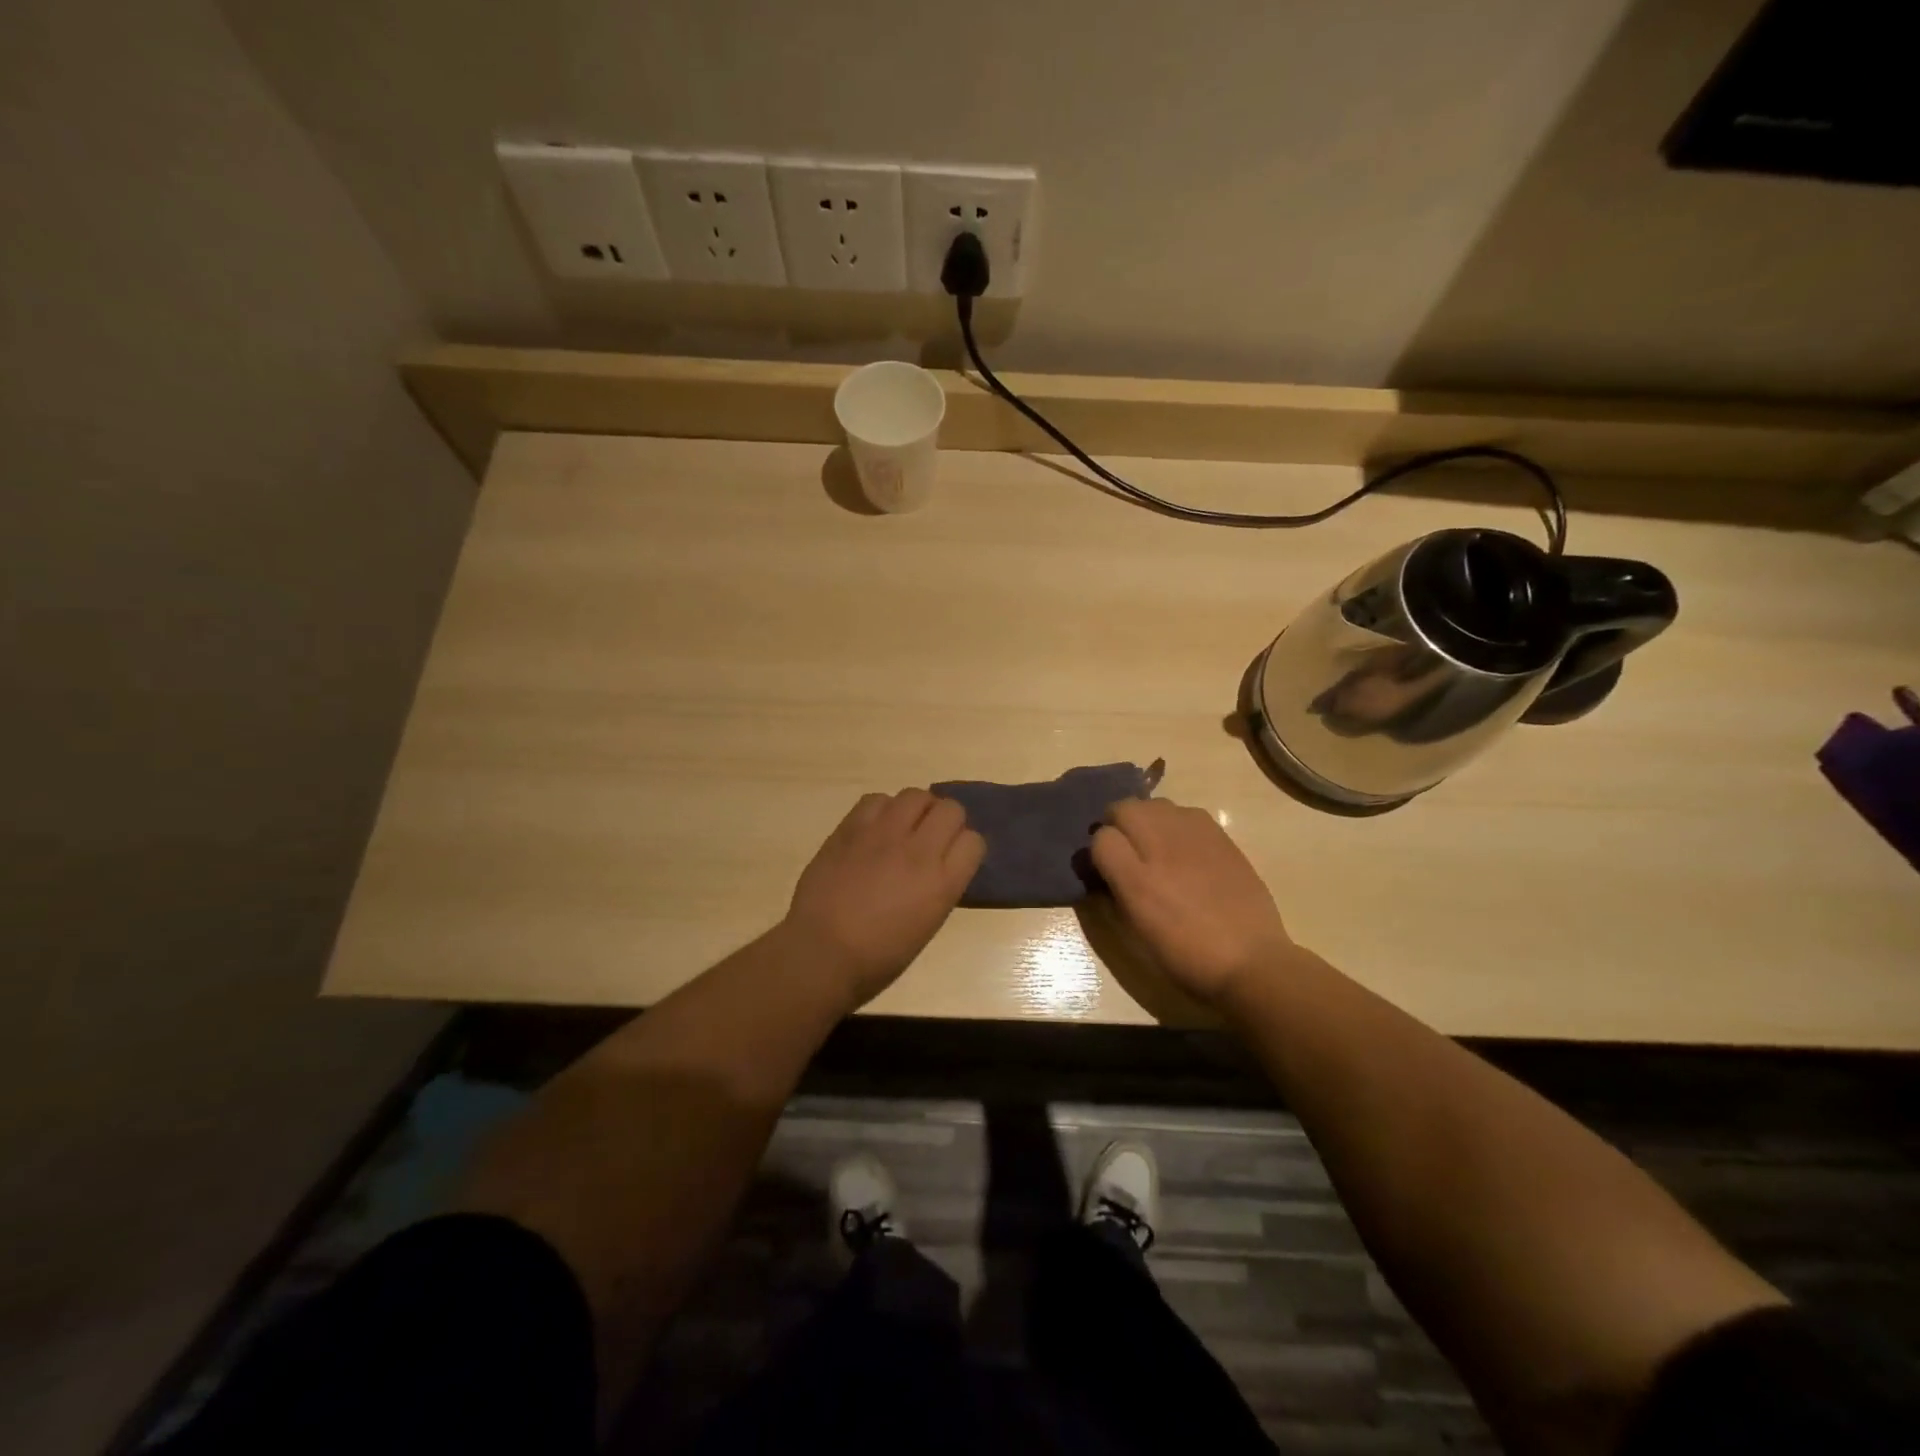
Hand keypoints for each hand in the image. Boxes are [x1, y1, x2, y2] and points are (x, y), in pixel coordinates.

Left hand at [783, 789, 984, 1010]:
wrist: (822, 952)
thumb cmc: (878, 957)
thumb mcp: (927, 924)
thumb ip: (939, 886)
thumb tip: (939, 865)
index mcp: (943, 883)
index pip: (974, 841)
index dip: (964, 847)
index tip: (953, 857)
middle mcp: (919, 851)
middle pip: (950, 809)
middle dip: (945, 821)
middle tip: (930, 837)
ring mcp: (884, 835)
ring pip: (915, 795)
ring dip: (916, 809)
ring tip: (903, 827)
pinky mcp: (851, 828)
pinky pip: (877, 799)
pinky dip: (882, 810)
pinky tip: (875, 829)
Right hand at [1091, 798, 1294, 1004]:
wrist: (1249, 960)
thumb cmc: (1186, 955)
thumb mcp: (1136, 932)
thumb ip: (1114, 892)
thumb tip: (1104, 870)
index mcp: (1137, 880)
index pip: (1101, 838)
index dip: (1097, 852)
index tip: (1104, 868)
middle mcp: (1162, 847)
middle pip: (1125, 808)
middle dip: (1118, 825)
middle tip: (1125, 849)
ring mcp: (1194, 835)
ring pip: (1156, 805)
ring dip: (1147, 819)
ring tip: (1155, 845)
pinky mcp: (1220, 834)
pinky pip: (1186, 813)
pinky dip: (1176, 823)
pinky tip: (1184, 848)